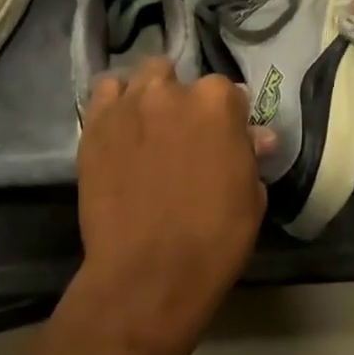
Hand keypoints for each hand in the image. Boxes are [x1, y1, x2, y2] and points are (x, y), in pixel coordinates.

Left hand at [72, 59, 269, 354]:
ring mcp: (129, 104)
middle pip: (180, 78)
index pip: (228, 91)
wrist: (147, 276)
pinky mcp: (96, 125)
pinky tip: (121, 127)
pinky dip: (117, 103)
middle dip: (184, 100)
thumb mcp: (250, 197)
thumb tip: (257, 136)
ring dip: (150, 95)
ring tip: (149, 128)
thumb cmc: (213, 240)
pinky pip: (106, 93)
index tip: (223, 139)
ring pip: (143, 78)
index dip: (227, 117)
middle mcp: (172, 90)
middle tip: (183, 136)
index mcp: (217, 102)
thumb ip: (250, 154)